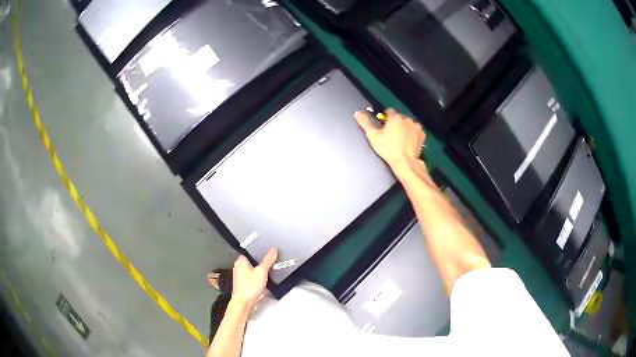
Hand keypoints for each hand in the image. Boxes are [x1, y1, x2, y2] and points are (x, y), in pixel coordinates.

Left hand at [231, 248, 277, 308]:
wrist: (243, 303)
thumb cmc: (249, 287)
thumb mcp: (262, 272)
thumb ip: (268, 260)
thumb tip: (274, 250)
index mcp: (241, 260)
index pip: (251, 250)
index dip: (261, 250)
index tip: (270, 251)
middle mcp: (239, 266)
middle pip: (253, 259)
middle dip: (262, 260)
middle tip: (272, 260)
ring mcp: (240, 274)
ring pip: (253, 268)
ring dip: (260, 269)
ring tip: (270, 269)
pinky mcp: (243, 282)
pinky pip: (252, 275)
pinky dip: (258, 275)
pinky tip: (264, 278)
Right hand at [355, 108, 426, 168]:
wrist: (405, 162)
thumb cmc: (388, 149)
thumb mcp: (373, 136)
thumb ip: (365, 123)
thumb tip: (357, 113)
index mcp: (395, 117)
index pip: (389, 111)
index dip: (385, 118)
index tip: (383, 126)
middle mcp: (406, 119)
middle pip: (399, 118)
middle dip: (395, 124)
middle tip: (390, 135)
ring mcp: (416, 127)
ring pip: (407, 124)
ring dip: (404, 128)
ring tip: (399, 140)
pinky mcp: (422, 134)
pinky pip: (415, 131)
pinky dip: (412, 134)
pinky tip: (407, 142)